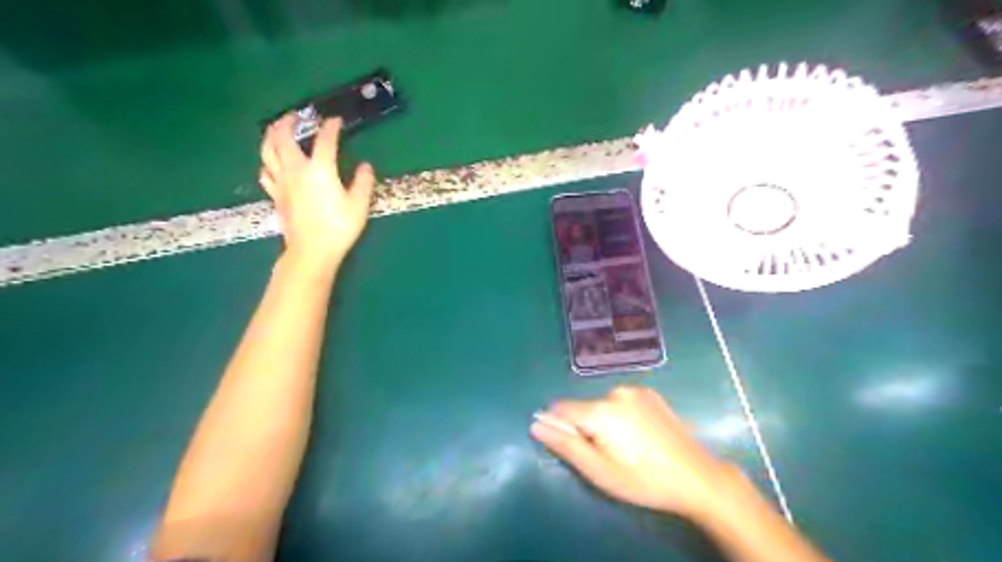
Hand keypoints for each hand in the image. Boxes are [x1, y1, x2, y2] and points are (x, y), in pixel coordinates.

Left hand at [259, 114, 377, 269]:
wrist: (312, 251)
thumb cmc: (339, 227)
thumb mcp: (359, 205)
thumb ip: (363, 183)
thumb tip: (365, 167)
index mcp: (320, 169)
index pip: (325, 140)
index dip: (330, 127)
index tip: (335, 121)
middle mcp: (296, 169)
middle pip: (283, 137)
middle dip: (288, 121)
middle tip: (295, 115)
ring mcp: (281, 181)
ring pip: (267, 150)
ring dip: (270, 135)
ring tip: (276, 129)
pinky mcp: (275, 194)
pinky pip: (265, 171)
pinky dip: (267, 161)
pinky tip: (271, 163)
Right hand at [532, 387, 733, 522]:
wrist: (697, 476)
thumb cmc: (643, 480)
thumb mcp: (599, 471)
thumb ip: (565, 445)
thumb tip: (536, 424)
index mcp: (600, 411)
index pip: (560, 408)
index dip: (560, 427)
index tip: (574, 448)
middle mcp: (615, 392)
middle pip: (584, 407)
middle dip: (586, 428)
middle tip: (607, 456)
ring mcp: (635, 390)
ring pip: (603, 404)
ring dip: (604, 421)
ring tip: (627, 447)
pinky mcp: (651, 393)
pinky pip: (622, 401)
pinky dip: (622, 415)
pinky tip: (640, 435)